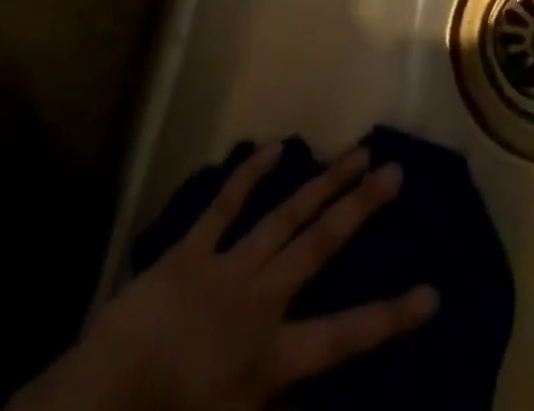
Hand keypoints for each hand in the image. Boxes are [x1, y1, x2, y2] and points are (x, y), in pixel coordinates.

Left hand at [11, 143, 438, 410]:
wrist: (101, 403)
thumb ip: (277, 403)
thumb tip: (313, 391)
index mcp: (273, 357)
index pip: (345, 337)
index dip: (391, 317)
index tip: (432, 292)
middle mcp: (261, 300)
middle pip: (321, 245)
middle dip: (361, 208)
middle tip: (394, 170)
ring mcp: (228, 265)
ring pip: (286, 214)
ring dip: (323, 182)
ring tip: (355, 152)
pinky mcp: (192, 248)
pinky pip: (226, 204)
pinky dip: (249, 174)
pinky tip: (274, 148)